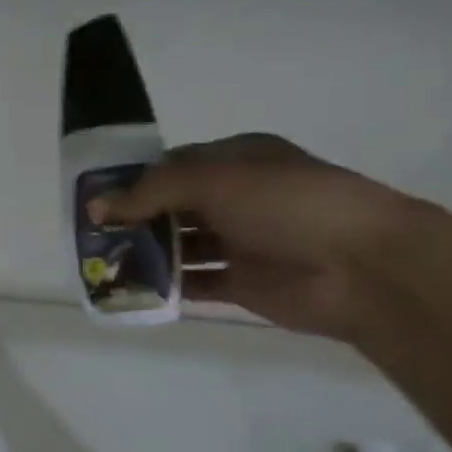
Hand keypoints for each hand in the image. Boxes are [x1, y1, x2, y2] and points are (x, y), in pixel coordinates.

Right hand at [91, 133, 425, 339]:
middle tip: (90, 236)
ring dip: (146, 253)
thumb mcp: (216, 179)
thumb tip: (99, 205)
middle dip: (135, 219)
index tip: (94, 198)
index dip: (134, 180)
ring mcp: (240, 242)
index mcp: (235, 160)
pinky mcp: (243, 284)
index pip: (173, 165)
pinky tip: (133, 291)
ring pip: (182, 246)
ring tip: (102, 265)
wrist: (360, 266)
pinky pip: (196, 282)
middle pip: (173, 207)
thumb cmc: (287, 204)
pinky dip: (167, 286)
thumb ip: (154, 190)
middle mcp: (236, 198)